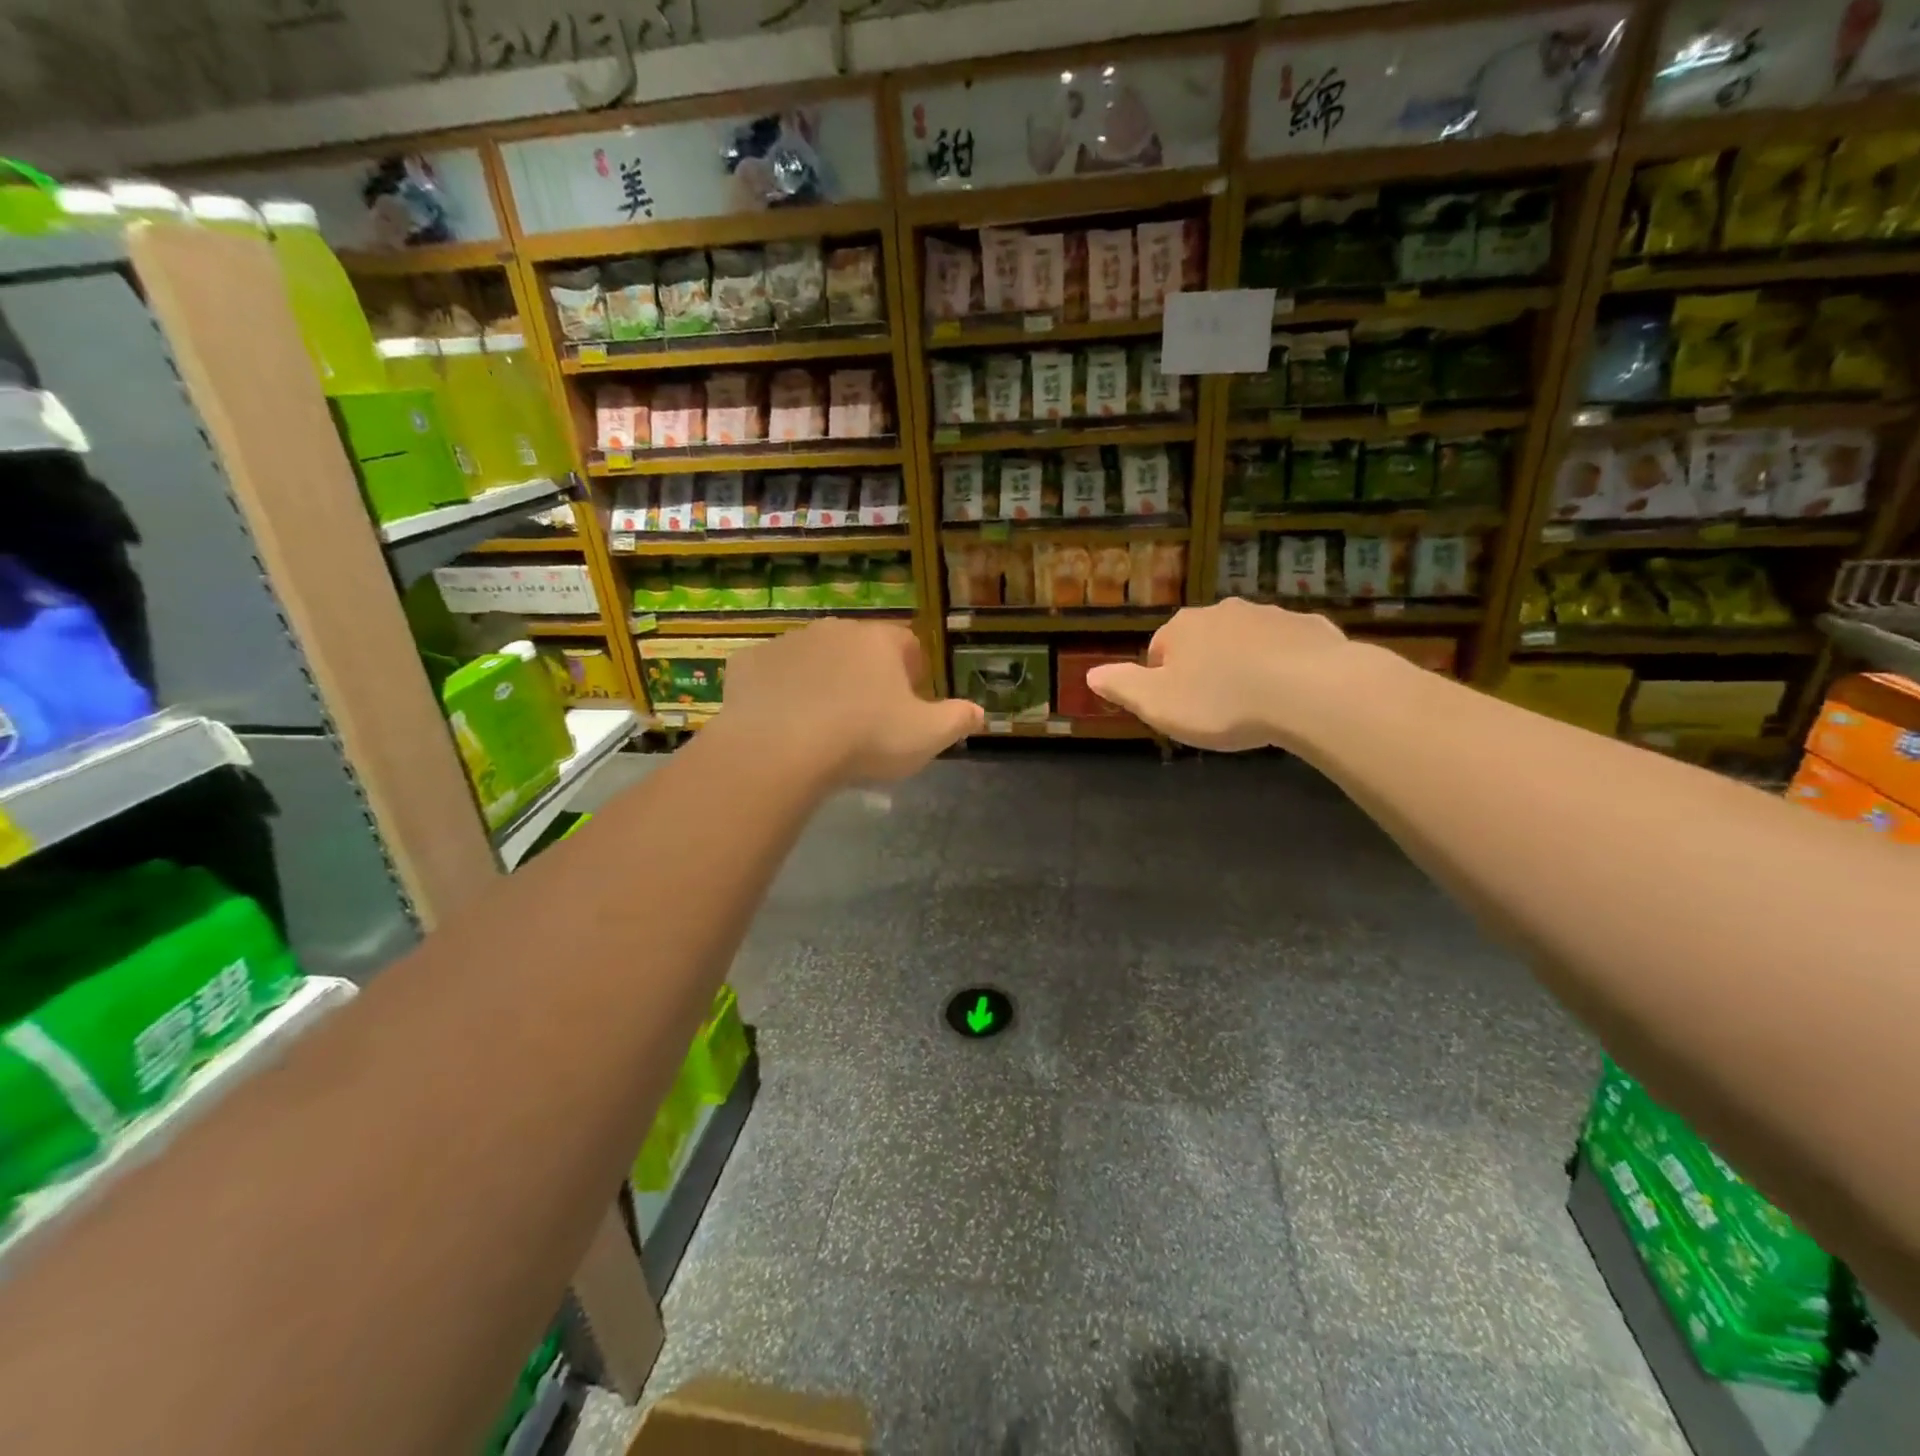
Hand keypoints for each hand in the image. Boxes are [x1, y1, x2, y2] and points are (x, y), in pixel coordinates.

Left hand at [720, 619, 982, 782]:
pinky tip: (781, 723)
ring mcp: (786, 643)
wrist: (780, 751)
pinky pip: (771, 674)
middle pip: (858, 647)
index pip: (906, 643)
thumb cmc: (864, 739)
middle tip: (867, 716)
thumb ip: (958, 720)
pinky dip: (778, 691)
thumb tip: (980, 712)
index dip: (912, 669)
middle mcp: (833, 630)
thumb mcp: (927, 736)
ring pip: (813, 658)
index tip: (910, 700)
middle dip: (866, 674)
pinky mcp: (747, 664)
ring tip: (823, 723)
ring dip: (822, 680)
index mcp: (878, 641)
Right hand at [1087, 599, 1380, 751]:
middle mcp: (1224, 612)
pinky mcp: (1312, 628)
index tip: (1179, 709)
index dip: (1163, 681)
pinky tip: (1292, 696)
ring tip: (1255, 706)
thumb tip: (1090, 674)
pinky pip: (1289, 648)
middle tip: (1216, 710)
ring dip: (1245, 666)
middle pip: (1203, 642)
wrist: (1311, 691)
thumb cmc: (1222, 701)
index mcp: (1183, 628)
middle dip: (1205, 669)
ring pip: (1247, 642)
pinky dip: (1285, 667)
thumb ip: (1121, 687)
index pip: (1159, 649)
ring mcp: (1271, 616)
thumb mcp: (1157, 704)